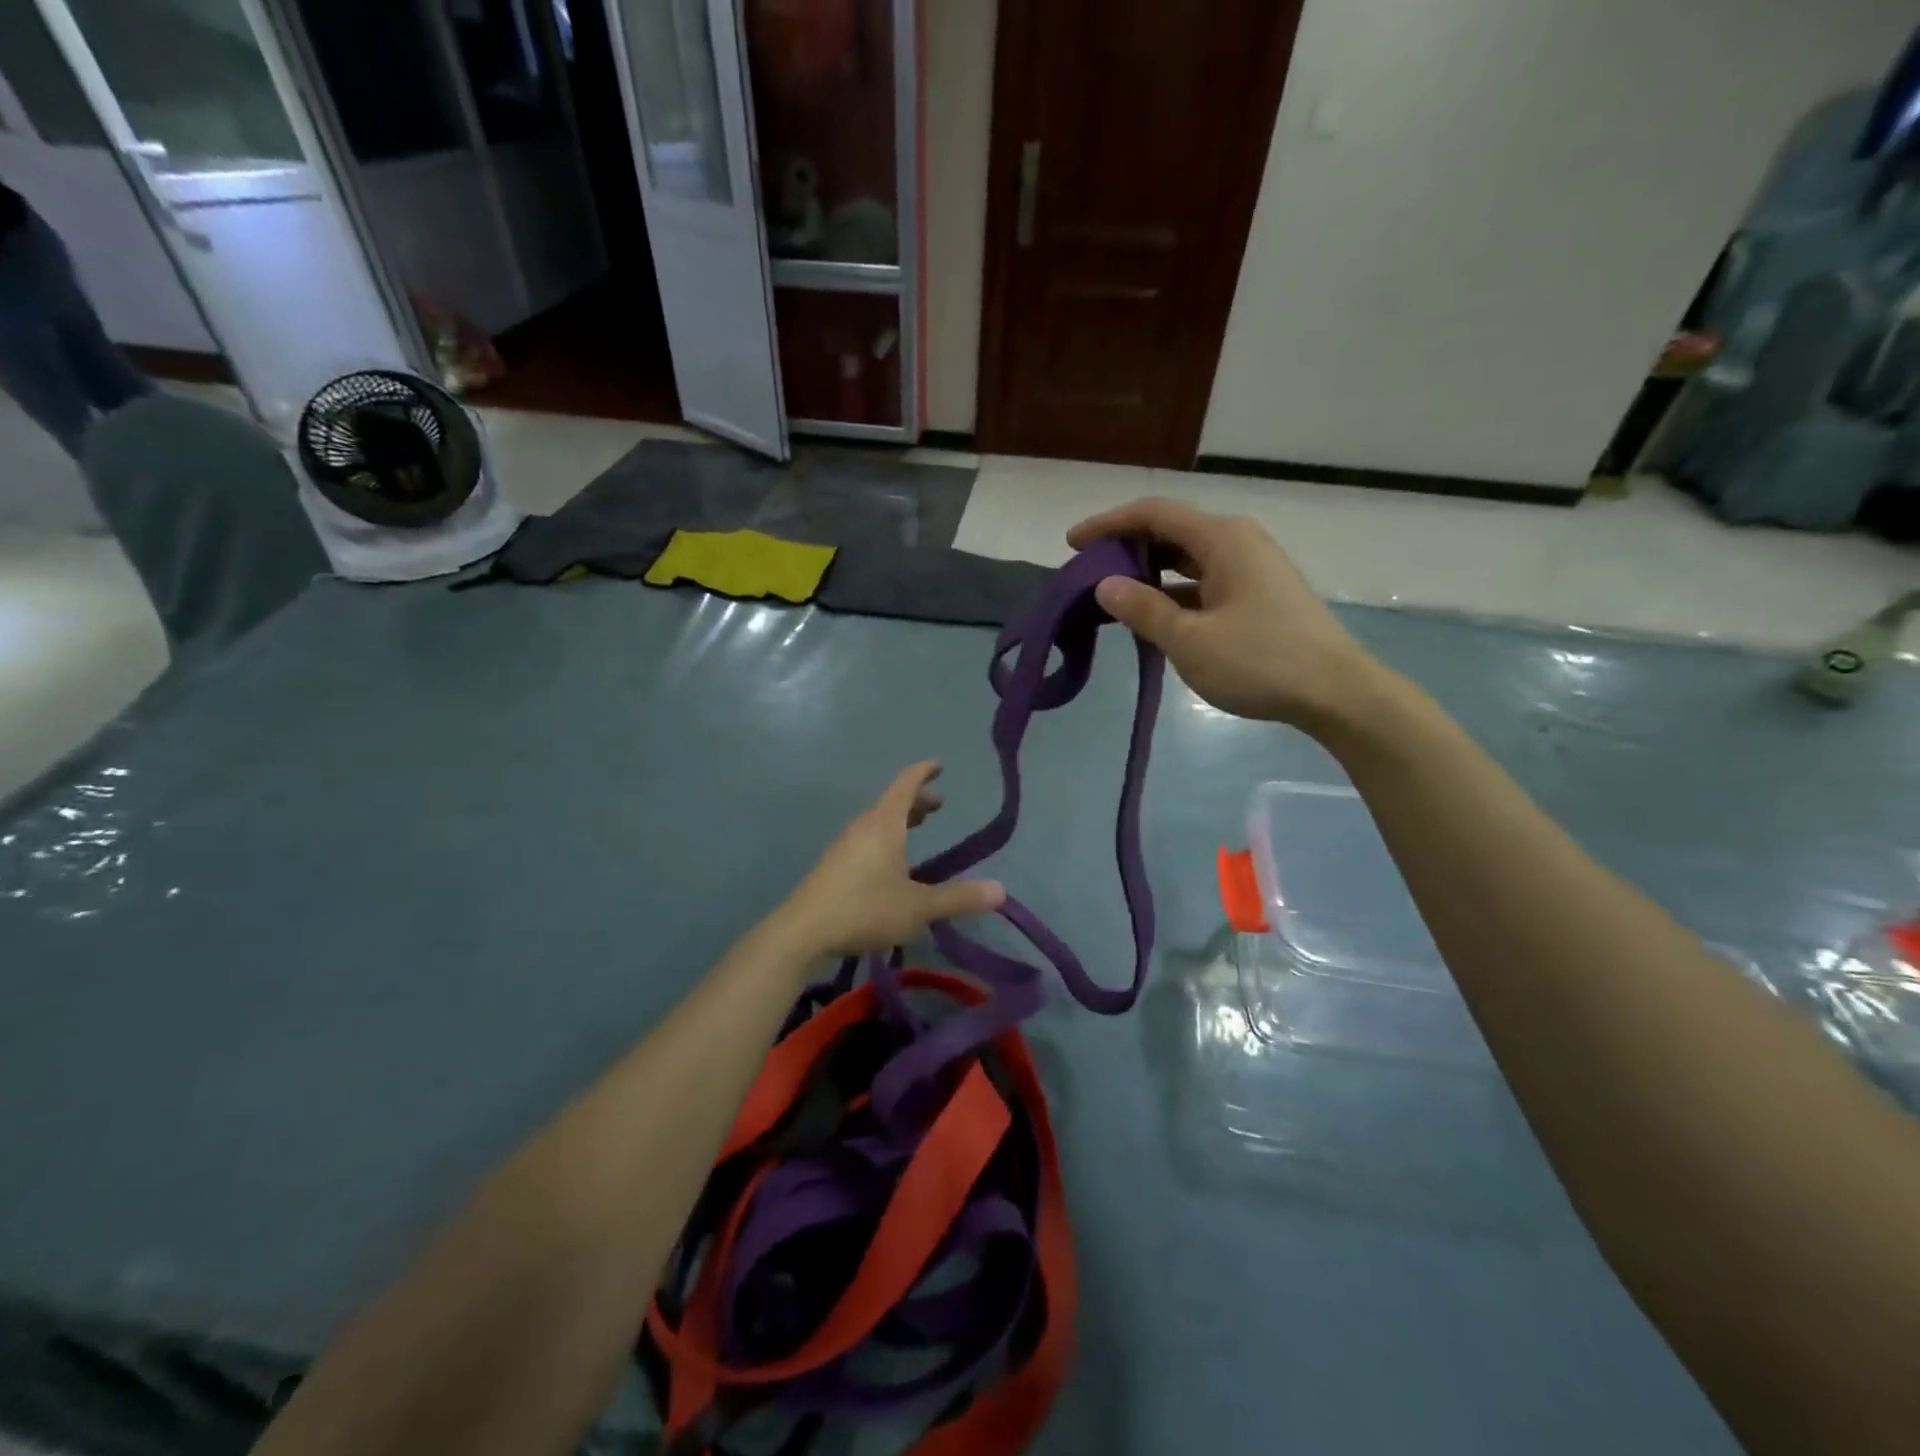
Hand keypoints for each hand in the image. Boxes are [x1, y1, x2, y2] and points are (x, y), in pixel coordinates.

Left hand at [779, 762, 1003, 956]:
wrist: (803, 931)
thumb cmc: (865, 908)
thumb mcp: (919, 907)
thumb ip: (959, 898)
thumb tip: (1000, 891)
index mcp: (884, 824)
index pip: (906, 784)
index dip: (924, 772)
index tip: (939, 765)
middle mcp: (863, 827)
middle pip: (892, 802)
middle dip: (917, 800)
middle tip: (939, 806)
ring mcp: (844, 845)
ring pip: (877, 821)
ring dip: (900, 820)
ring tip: (917, 830)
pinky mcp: (833, 865)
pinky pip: (866, 838)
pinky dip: (885, 837)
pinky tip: (890, 864)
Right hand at [1068, 498, 1394, 732]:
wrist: (1336, 693)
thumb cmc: (1260, 662)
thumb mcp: (1190, 640)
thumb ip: (1144, 609)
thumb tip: (1105, 585)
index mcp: (1222, 539)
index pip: (1153, 514)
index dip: (1108, 524)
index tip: (1073, 544)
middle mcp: (1238, 542)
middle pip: (1171, 531)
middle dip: (1127, 548)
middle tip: (1089, 573)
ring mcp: (1252, 568)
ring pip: (1188, 558)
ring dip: (1149, 572)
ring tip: (1113, 596)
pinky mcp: (1259, 594)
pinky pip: (1204, 581)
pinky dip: (1173, 592)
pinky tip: (1154, 617)